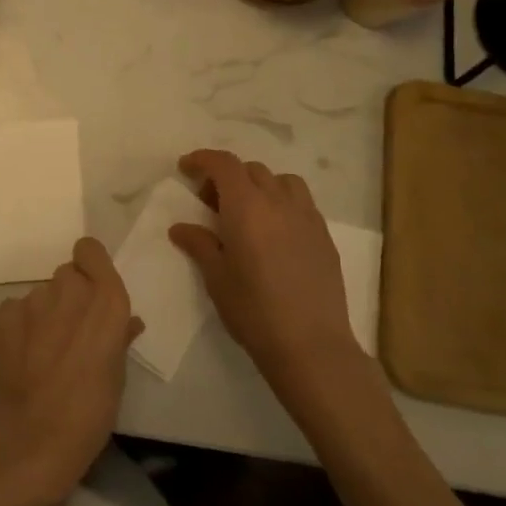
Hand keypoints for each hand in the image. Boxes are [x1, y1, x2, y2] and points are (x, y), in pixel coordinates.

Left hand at [0, 237, 142, 505]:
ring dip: (47, 312)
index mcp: (106, 300)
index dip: (90, 266)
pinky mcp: (5, 313)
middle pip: (68, 274)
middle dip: (70, 295)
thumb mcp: (117, 376)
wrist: (32, 436)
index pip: (91, 250)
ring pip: (43, 293)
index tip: (93, 291)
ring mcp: (34, 299)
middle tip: (71, 331)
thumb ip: (119, 337)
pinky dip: (21, 325)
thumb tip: (126, 323)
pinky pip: (18, 309)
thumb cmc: (90, 412)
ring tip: (46, 351)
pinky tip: (23, 355)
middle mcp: (70, 289)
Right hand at [169, 149, 362, 391]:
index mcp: (246, 206)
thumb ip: (199, 244)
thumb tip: (180, 228)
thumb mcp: (216, 277)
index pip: (223, 164)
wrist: (311, 346)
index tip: (186, 169)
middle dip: (227, 176)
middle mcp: (278, 202)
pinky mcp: (324, 237)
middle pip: (251, 170)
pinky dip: (282, 203)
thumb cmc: (254, 309)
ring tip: (249, 212)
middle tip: (211, 203)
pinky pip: (301, 203)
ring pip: (281, 181)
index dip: (202, 159)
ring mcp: (306, 217)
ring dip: (260, 185)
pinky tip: (275, 233)